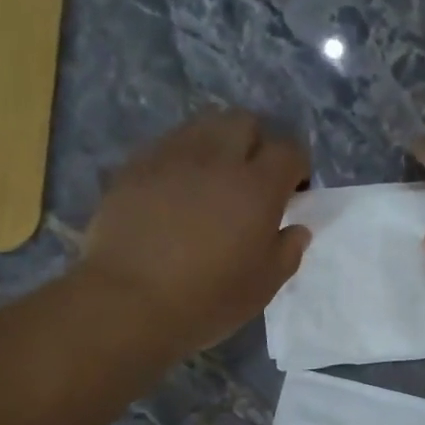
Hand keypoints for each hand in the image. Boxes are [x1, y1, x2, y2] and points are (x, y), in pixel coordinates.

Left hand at [81, 108, 311, 355]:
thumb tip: (297, 229)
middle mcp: (217, 158)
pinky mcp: (134, 167)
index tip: (292, 192)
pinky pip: (166, 146)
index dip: (296, 167)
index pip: (289, 150)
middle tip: (250, 181)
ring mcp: (171, 157)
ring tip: (211, 181)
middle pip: (245, 122)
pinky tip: (173, 193)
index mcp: (257, 186)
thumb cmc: (206, 300)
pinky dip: (180, 160)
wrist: (127, 302)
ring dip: (216, 145)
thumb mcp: (262, 287)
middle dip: (255, 143)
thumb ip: (287, 252)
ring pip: (203, 126)